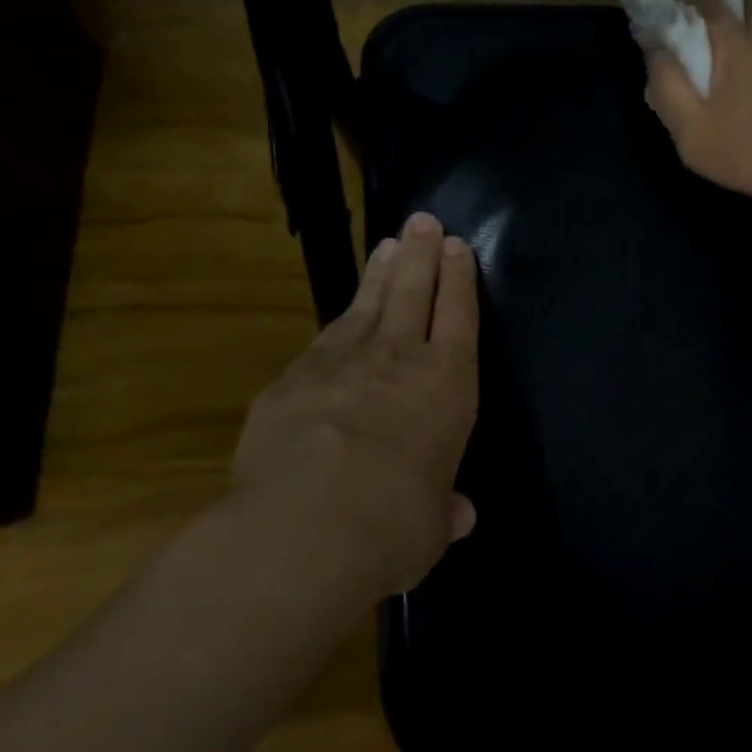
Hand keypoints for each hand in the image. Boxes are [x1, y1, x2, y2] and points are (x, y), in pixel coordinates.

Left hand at [230, 212, 478, 597]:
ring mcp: (341, 362)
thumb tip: (458, 516)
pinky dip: (339, 321)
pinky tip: (341, 316)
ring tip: (387, 245)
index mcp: (448, 384)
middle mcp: (400, 359)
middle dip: (421, 253)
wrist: (301, 530)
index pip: (459, 314)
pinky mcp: (292, 379)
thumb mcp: (431, 527)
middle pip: (414, 291)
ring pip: (368, 303)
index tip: (457, 246)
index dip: (459, 278)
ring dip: (380, 273)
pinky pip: (324, 338)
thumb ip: (444, 510)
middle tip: (423, 221)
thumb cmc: (392, 524)